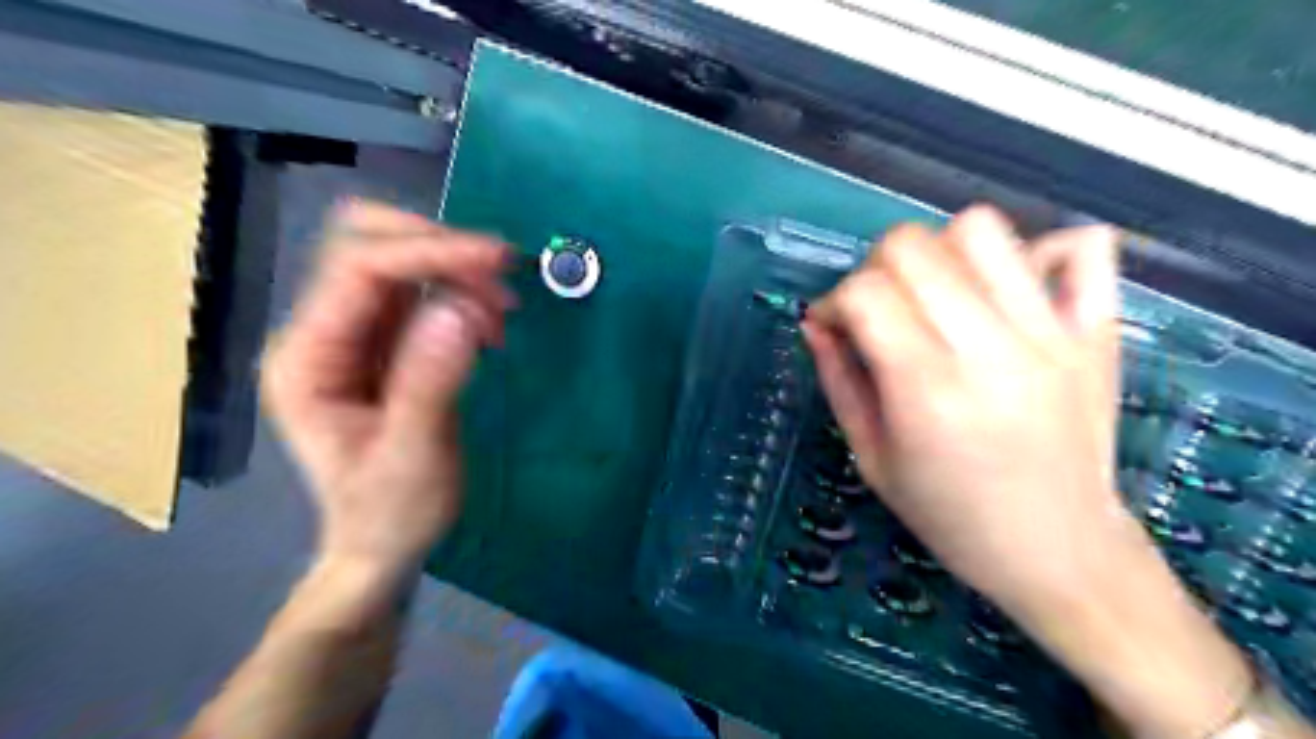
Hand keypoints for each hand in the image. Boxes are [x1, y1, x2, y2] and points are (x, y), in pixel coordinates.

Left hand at [262, 201, 513, 575]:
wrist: (383, 544)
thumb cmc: (389, 513)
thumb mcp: (413, 456)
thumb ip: (431, 383)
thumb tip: (462, 310)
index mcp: (307, 359)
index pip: (358, 270)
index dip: (428, 252)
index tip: (498, 261)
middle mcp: (322, 333)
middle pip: (367, 245)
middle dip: (439, 249)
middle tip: (501, 280)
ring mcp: (353, 335)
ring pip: (399, 261)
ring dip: (456, 271)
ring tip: (502, 316)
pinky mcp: (386, 343)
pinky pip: (422, 291)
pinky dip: (461, 292)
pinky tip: (488, 327)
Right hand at [802, 207, 1262, 738]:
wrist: (1059, 550)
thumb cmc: (950, 515)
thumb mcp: (871, 458)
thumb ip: (838, 380)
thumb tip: (815, 322)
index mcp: (927, 389)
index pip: (865, 292)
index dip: (833, 300)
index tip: (834, 328)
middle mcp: (990, 348)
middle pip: (913, 246)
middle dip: (875, 269)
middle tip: (879, 311)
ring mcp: (1051, 332)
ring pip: (981, 229)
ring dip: (940, 251)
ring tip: (936, 294)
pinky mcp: (1097, 331)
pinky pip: (1084, 245)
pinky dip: (1041, 249)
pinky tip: (1013, 289)